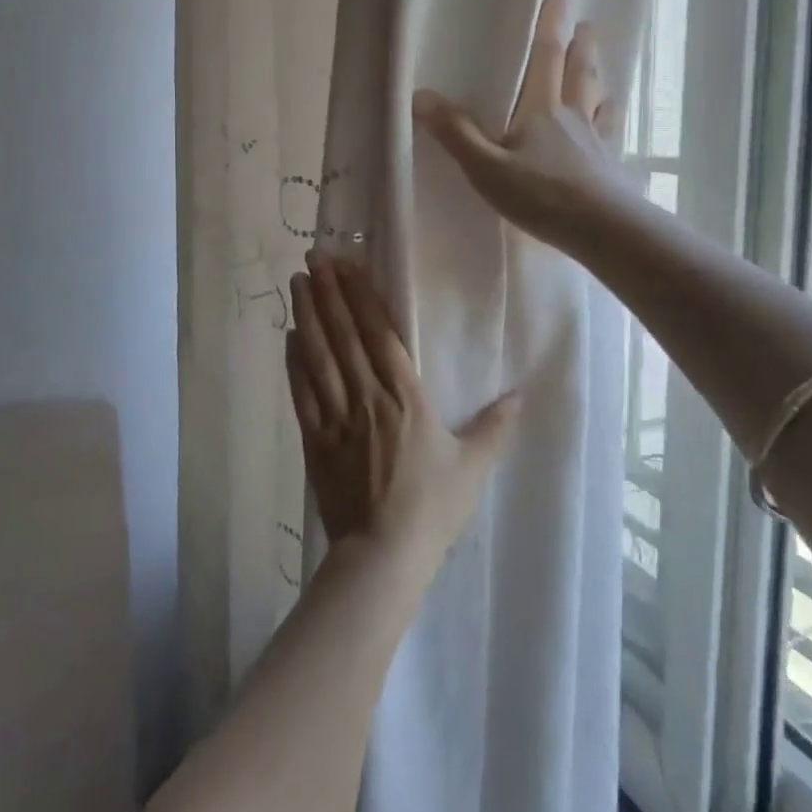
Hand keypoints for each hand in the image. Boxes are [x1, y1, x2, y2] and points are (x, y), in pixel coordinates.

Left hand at [286, 250, 517, 566]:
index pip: (380, 334)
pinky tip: (288, 338)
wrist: (384, 555)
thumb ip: (496, 427)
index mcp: (406, 397)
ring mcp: (337, 418)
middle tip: (314, 257)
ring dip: (307, 318)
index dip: (362, 298)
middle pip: (344, 336)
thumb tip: (523, 394)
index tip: (347, 266)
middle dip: (329, 294)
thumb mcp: (473, 467)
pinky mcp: (316, 441)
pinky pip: (302, 394)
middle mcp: (367, 397)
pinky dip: (294, 364)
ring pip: (319, 358)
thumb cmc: (432, 508)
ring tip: (298, 284)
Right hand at [411, 0, 633, 254]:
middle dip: (581, 46)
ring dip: (598, 78)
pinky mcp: (610, 166)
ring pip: (598, 99)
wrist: (600, 228)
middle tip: (587, 24)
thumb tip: (421, 95)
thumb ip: (456, 134)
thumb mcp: (486, 168)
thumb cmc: (540, 195)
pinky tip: (612, 125)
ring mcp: (596, 141)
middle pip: (579, 72)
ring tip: (600, 68)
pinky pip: (611, 134)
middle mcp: (572, 116)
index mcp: (541, 110)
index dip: (550, 23)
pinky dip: (611, 120)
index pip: (546, 56)